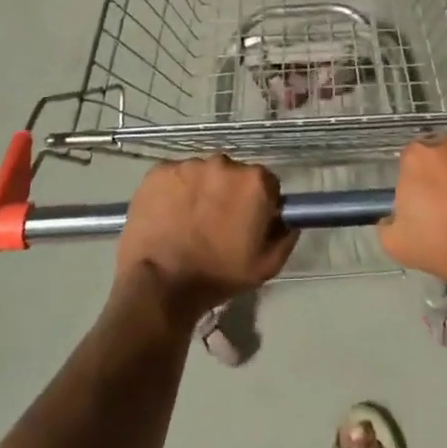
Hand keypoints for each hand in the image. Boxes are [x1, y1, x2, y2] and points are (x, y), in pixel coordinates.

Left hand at [115, 155, 296, 322]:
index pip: (266, 183)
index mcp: (255, 182)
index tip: (248, 222)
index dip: (259, 203)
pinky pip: (174, 176)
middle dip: (229, 193)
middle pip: (233, 174)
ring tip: (188, 221)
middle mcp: (225, 163)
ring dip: (201, 191)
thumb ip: (285, 236)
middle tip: (216, 223)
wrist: (158, 284)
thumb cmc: (217, 276)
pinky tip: (167, 214)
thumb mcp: (266, 266)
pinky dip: (174, 191)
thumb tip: (288, 220)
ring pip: (202, 174)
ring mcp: (189, 164)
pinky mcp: (159, 170)